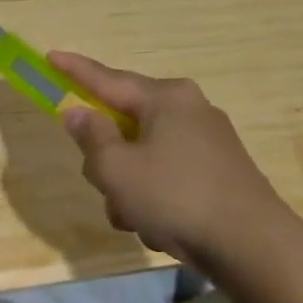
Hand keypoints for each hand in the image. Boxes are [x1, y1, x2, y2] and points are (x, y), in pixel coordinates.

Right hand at [48, 51, 282, 267]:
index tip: (50, 56)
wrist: (252, 245)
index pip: (108, 79)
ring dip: (130, 189)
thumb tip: (79, 113)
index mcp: (166, 99)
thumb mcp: (117, 169)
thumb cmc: (175, 197)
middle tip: (104, 185)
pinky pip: (168, 177)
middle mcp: (190, 111)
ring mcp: (208, 143)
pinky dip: (155, 200)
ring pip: (144, 158)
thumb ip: (92, 138)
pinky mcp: (219, 173)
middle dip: (108, 160)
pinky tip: (162, 229)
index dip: (75, 70)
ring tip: (137, 219)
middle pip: (126, 125)